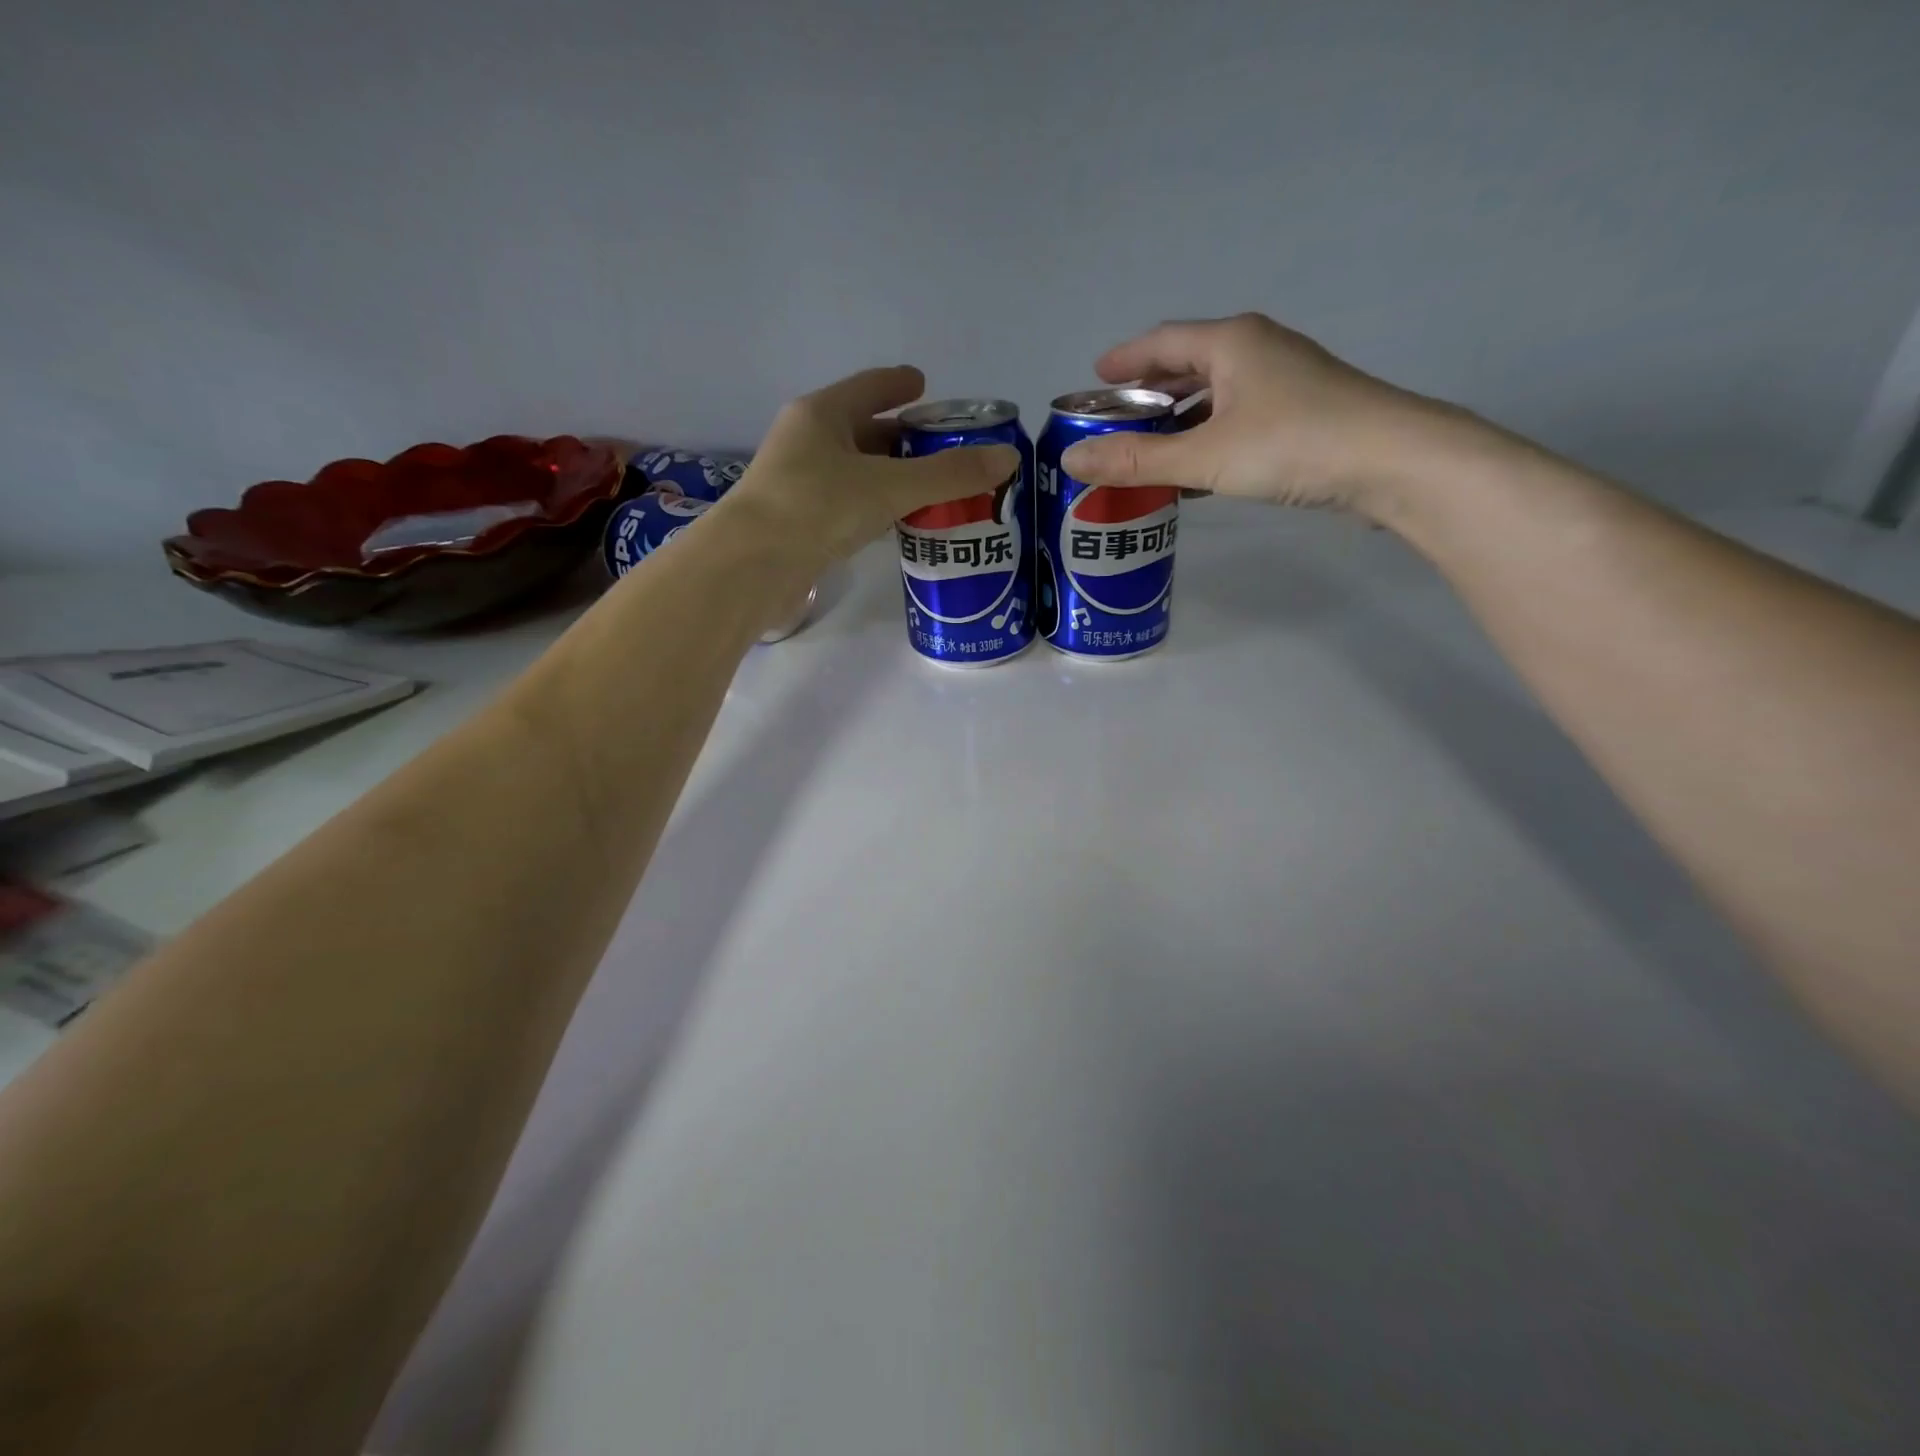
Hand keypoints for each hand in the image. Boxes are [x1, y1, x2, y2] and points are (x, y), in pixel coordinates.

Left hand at [719, 366, 1019, 566]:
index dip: (900, 384)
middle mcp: (808, 440)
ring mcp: (799, 482)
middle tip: (944, 450)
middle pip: (864, 430)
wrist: (751, 566)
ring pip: (856, 470)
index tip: (926, 386)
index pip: (870, 387)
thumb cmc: (816, 507)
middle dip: (903, 438)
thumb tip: (1008, 457)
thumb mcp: (889, 486)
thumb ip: (948, 475)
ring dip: (891, 477)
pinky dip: (875, 506)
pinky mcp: (799, 520)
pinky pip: (848, 502)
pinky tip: (897, 522)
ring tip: (932, 489)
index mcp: (823, 414)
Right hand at [1059, 313, 1465, 520]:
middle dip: (1148, 393)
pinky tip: (1193, 471)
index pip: (1161, 341)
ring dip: (1177, 420)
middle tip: (1114, 421)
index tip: (1092, 381)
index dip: (1124, 361)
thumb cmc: (1291, 444)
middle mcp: (1256, 351)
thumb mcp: (1204, 455)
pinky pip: (1236, 418)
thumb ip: (1137, 460)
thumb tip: (1072, 460)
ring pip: (1214, 395)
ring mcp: (1283, 382)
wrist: (1391, 461)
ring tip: (1146, 450)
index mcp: (1231, 342)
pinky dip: (1206, 438)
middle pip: (1187, 365)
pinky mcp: (1300, 414)